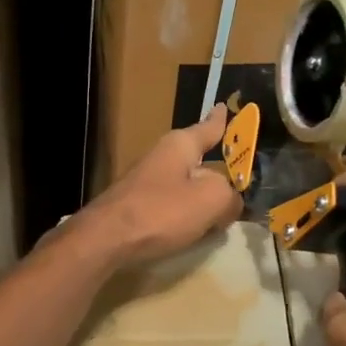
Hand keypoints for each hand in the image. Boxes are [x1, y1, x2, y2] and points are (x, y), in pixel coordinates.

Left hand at [80, 105, 244, 267]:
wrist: (106, 239)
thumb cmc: (161, 211)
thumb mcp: (211, 200)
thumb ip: (230, 197)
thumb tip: (231, 202)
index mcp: (180, 145)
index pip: (208, 127)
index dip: (220, 120)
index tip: (223, 106)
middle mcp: (162, 157)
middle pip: (197, 160)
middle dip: (217, 170)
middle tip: (239, 180)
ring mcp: (146, 182)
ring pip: (185, 185)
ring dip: (202, 196)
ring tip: (222, 212)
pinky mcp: (137, 207)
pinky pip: (172, 205)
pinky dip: (186, 214)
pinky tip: (194, 229)